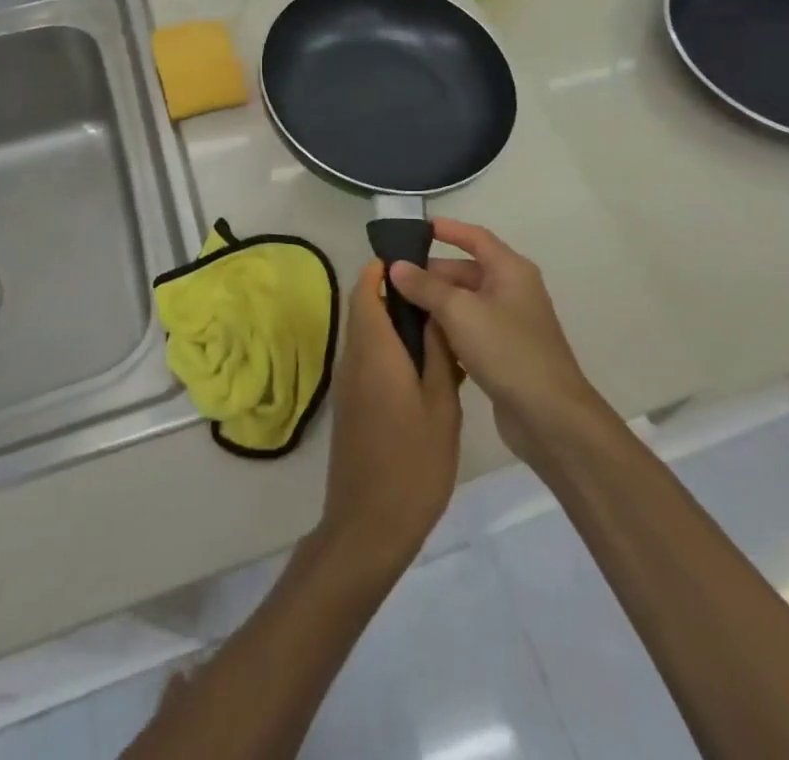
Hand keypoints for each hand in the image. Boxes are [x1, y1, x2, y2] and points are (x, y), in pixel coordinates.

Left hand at [318, 262, 461, 582]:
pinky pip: (366, 359)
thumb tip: (432, 311)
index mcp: (374, 351)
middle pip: (364, 308)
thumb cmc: (413, 463)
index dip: (383, 269)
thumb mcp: (440, 405)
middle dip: (393, 294)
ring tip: (437, 330)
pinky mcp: (350, 404)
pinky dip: (388, 349)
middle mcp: (353, 358)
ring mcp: (348, 383)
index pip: (365, 290)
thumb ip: (435, 353)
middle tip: (437, 297)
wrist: (368, 526)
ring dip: (392, 323)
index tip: (413, 262)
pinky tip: (422, 369)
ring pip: (366, 334)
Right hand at [389, 219, 602, 468]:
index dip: (447, 230)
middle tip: (393, 279)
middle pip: (466, 271)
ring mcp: (510, 323)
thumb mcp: (459, 311)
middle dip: (432, 273)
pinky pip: (470, 329)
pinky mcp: (505, 353)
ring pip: (465, 303)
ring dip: (436, 303)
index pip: (475, 237)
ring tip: (398, 307)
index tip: (415, 228)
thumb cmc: (506, 350)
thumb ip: (426, 286)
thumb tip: (396, 266)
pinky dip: (447, 329)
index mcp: (510, 270)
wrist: (550, 417)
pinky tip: (421, 339)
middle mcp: (513, 290)